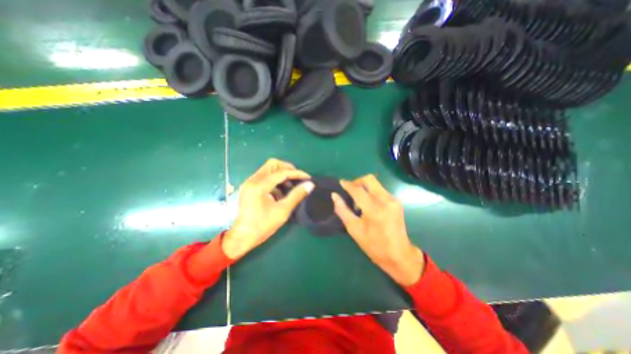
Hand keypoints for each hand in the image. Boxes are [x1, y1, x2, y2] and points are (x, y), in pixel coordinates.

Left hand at [223, 159, 312, 261]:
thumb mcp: (282, 211)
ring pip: (268, 169)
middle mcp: (253, 180)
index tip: (308, 178)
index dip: (297, 173)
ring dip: (281, 173)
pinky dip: (274, 179)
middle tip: (298, 177)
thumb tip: (310, 184)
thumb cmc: (262, 226)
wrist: (241, 237)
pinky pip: (264, 176)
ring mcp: (249, 183)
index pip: (281, 172)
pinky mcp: (249, 187)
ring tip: (291, 185)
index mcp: (260, 185)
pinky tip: (280, 191)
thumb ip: (296, 195)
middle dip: (287, 168)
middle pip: (272, 164)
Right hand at [333, 174, 425, 287]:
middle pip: (369, 179)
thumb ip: (342, 210)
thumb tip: (334, 195)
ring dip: (364, 187)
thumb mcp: (354, 230)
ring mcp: (393, 200)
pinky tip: (368, 203)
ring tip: (358, 199)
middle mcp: (385, 200)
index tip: (340, 182)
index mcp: (374, 209)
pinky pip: (380, 189)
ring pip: (375, 183)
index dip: (347, 184)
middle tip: (349, 190)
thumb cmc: (374, 246)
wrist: (400, 255)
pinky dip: (371, 191)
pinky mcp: (397, 202)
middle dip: (357, 181)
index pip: (358, 189)